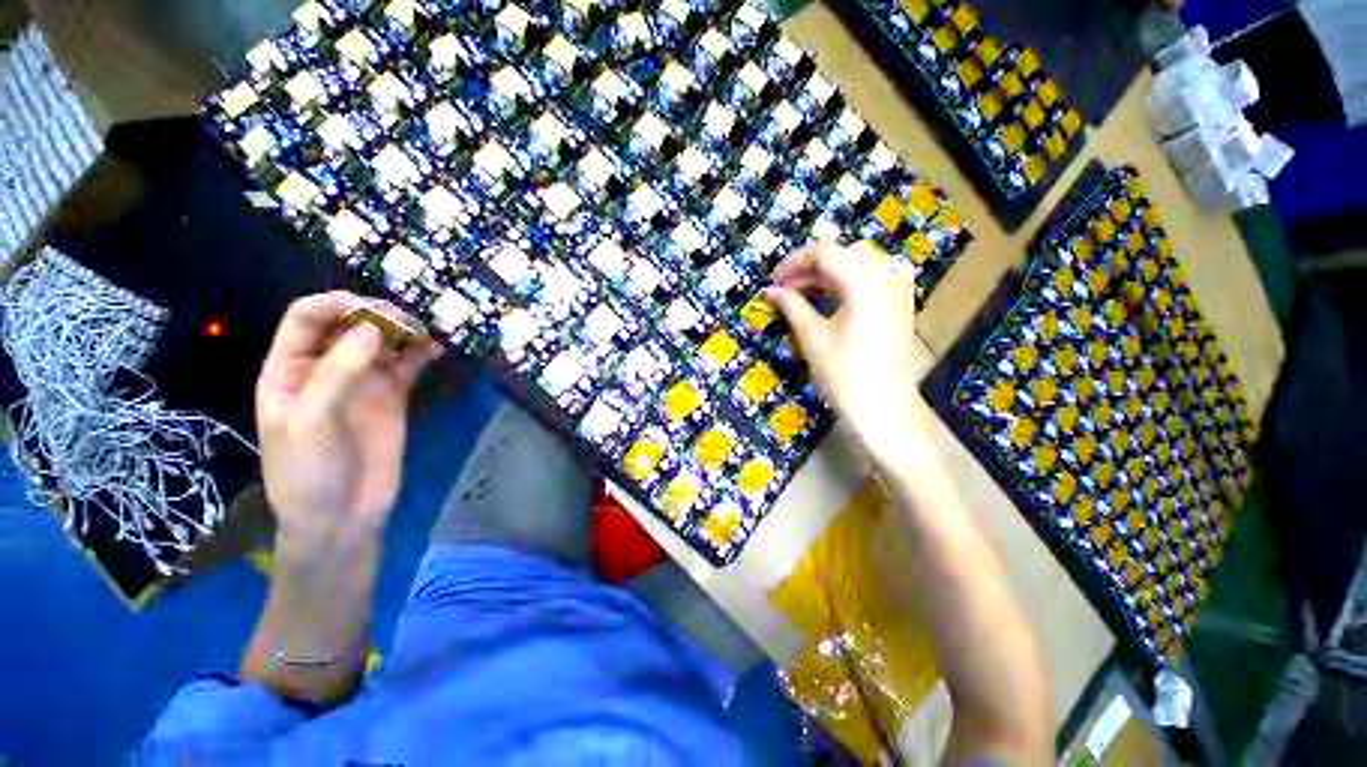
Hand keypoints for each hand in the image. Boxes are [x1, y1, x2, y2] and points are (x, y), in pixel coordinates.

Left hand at [255, 291, 439, 561]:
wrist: (341, 515)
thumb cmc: (306, 470)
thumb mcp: (308, 420)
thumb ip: (337, 372)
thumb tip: (373, 330)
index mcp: (290, 368)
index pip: (307, 318)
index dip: (335, 304)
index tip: (371, 309)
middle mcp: (327, 366)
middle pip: (350, 323)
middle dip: (377, 314)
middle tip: (407, 321)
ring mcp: (363, 381)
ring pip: (383, 341)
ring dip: (404, 330)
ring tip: (427, 330)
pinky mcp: (393, 395)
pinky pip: (408, 365)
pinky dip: (423, 353)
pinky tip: (437, 347)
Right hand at [766, 243, 933, 459]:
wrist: (884, 408)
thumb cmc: (843, 374)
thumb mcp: (812, 337)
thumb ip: (792, 306)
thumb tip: (770, 291)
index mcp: (864, 281)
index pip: (825, 253)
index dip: (794, 262)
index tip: (774, 281)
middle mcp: (886, 277)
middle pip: (843, 255)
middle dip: (810, 268)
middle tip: (785, 290)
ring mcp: (898, 290)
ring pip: (858, 265)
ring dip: (828, 274)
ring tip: (804, 294)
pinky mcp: (901, 305)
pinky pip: (874, 278)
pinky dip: (849, 282)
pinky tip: (835, 297)